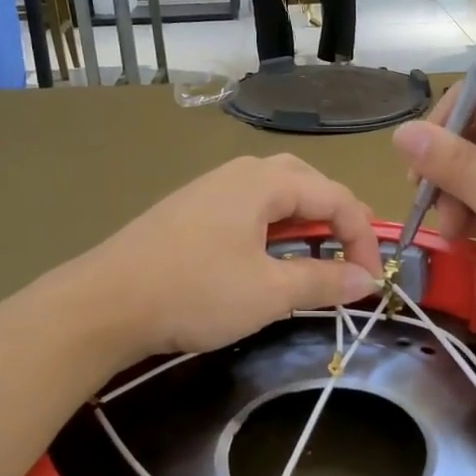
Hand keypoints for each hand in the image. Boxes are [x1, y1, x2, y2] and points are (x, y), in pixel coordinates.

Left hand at [72, 154, 382, 366]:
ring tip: (315, 255)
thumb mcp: (268, 292)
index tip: (371, 280)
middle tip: (349, 254)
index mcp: (264, 181)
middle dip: (336, 217)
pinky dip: (273, 228)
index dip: (363, 237)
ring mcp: (210, 189)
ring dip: (304, 221)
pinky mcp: (189, 210)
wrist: (103, 303)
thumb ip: (323, 282)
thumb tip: (366, 280)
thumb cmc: (194, 292)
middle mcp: (239, 172)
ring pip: (274, 194)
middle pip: (306, 183)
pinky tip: (266, 257)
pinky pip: (247, 207)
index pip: (335, 197)